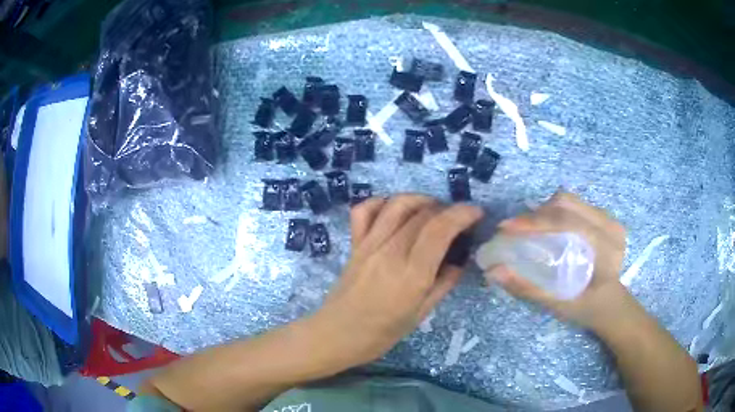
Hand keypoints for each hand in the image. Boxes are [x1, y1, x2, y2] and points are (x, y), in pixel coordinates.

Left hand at [313, 194, 482, 366]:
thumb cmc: (381, 333)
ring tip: (433, 210)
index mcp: (411, 274)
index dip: (462, 214)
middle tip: (458, 220)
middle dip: (447, 209)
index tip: (477, 213)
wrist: (336, 334)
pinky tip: (394, 211)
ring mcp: (369, 245)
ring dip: (420, 200)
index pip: (440, 229)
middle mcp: (390, 252)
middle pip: (422, 213)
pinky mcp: (354, 244)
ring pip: (396, 205)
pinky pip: (364, 211)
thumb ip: (443, 285)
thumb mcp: (420, 315)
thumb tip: (459, 262)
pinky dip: (381, 202)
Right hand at [486, 191, 630, 331]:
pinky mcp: (606, 218)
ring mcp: (610, 219)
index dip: (535, 221)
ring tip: (529, 228)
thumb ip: (528, 288)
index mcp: (606, 247)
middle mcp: (611, 226)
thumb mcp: (559, 305)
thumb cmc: (588, 310)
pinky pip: (576, 205)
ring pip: (571, 200)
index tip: (506, 228)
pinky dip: (556, 212)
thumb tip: (494, 271)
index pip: (568, 221)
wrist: (613, 306)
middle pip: (568, 203)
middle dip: (537, 213)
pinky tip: (548, 227)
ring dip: (545, 210)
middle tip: (516, 230)